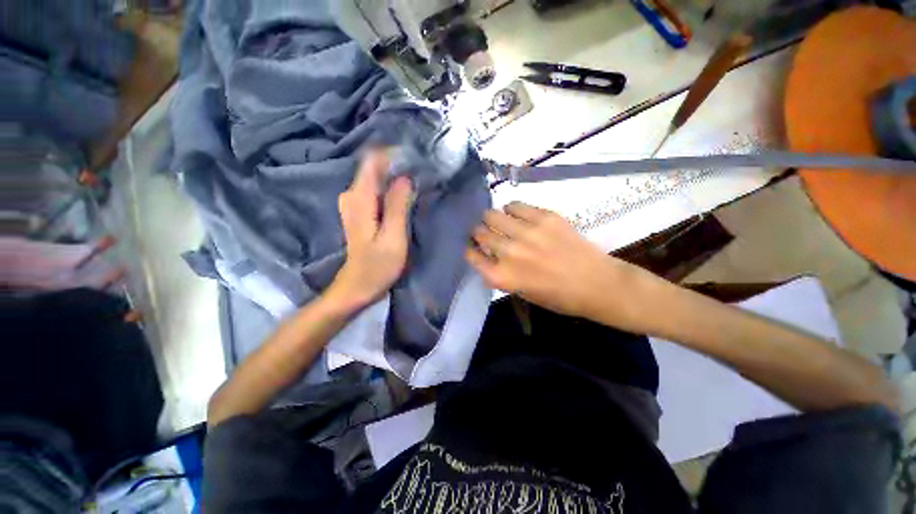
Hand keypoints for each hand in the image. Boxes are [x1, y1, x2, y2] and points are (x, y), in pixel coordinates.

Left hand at [326, 150, 413, 312]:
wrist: (357, 286)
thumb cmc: (377, 266)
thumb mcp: (393, 237)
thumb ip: (397, 206)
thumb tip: (405, 178)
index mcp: (360, 199)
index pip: (372, 161)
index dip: (393, 154)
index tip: (415, 156)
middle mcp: (352, 195)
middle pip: (373, 167)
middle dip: (397, 164)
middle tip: (421, 170)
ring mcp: (353, 203)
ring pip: (375, 177)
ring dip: (394, 175)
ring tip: (417, 180)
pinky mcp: (359, 211)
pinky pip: (375, 189)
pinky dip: (390, 187)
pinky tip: (404, 193)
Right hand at [465, 202, 644, 320]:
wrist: (596, 284)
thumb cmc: (557, 296)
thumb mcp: (520, 292)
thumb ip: (500, 274)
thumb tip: (487, 256)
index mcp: (501, 276)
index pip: (471, 255)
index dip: (470, 249)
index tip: (474, 247)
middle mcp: (509, 252)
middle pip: (479, 232)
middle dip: (479, 233)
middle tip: (487, 233)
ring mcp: (526, 232)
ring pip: (492, 215)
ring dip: (492, 219)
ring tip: (500, 221)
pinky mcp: (544, 217)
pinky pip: (515, 205)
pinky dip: (511, 209)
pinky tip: (516, 214)